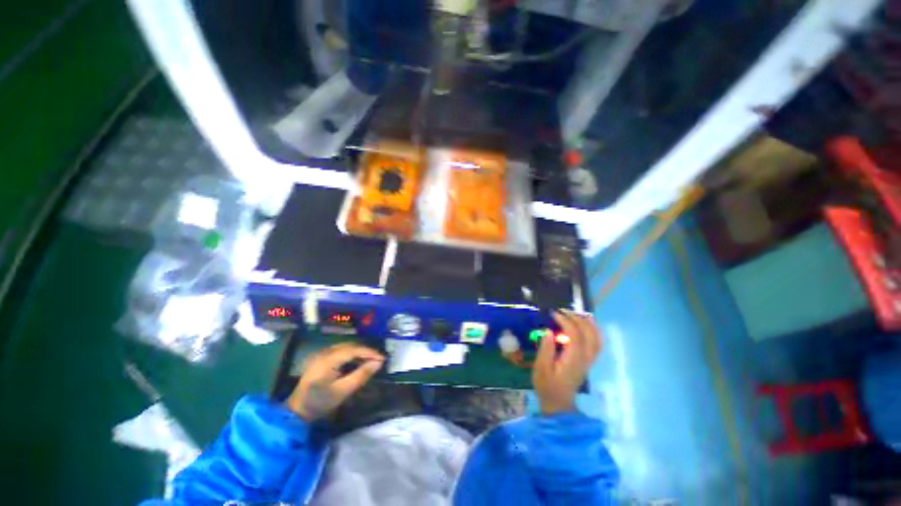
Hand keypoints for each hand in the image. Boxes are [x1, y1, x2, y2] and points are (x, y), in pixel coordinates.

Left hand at [286, 343, 384, 420]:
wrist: (297, 411)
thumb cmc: (320, 403)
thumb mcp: (343, 391)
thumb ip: (361, 375)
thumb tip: (378, 363)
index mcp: (328, 360)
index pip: (353, 350)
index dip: (369, 352)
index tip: (382, 359)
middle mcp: (325, 353)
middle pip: (350, 346)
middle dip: (366, 351)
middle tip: (378, 360)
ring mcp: (322, 354)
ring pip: (346, 347)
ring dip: (359, 352)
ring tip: (370, 360)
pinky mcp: (321, 358)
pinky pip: (341, 350)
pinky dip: (352, 354)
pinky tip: (358, 361)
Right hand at [532, 310, 601, 414]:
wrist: (558, 403)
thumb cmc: (547, 385)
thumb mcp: (541, 368)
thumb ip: (546, 349)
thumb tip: (549, 331)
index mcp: (573, 359)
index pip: (575, 335)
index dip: (566, 321)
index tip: (553, 313)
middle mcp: (585, 358)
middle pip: (588, 333)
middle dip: (577, 318)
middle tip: (562, 311)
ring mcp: (589, 360)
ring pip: (596, 338)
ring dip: (588, 323)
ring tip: (576, 313)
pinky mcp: (588, 361)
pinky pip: (597, 343)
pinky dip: (594, 331)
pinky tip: (586, 325)